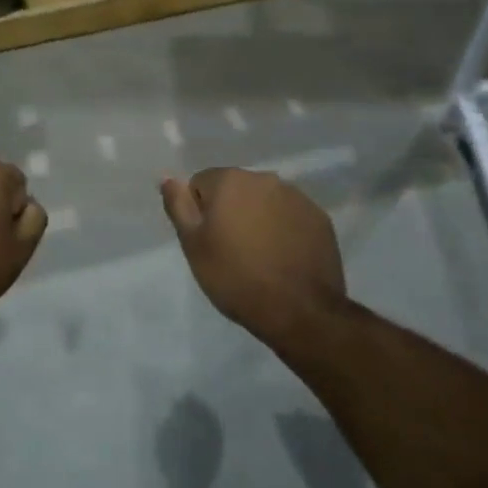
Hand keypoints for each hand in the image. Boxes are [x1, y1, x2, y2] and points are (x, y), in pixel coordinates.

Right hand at [160, 168, 345, 342]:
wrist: (299, 311)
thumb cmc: (236, 277)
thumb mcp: (194, 245)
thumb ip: (178, 205)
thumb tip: (167, 177)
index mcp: (231, 180)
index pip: (202, 184)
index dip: (200, 213)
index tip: (209, 242)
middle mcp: (265, 178)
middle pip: (235, 189)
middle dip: (230, 212)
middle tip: (231, 251)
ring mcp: (297, 197)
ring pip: (264, 202)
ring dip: (258, 219)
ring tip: (260, 257)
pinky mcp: (319, 218)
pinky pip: (290, 216)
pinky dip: (284, 230)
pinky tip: (283, 258)